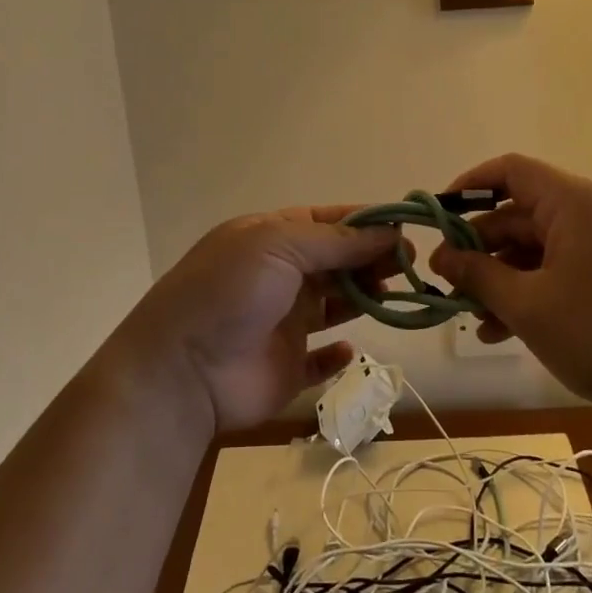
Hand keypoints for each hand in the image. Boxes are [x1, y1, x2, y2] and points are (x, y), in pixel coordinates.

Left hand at [117, 207, 399, 432]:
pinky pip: (319, 359)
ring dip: (364, 298)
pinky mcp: (286, 367)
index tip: (406, 229)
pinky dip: (337, 355)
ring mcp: (282, 322)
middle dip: (372, 259)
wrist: (183, 370)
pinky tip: (351, 349)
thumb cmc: (231, 292)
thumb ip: (337, 240)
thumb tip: (390, 231)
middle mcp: (279, 276)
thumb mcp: (279, 245)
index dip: (366, 223)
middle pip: (337, 261)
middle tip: (408, 266)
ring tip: (394, 296)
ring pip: (335, 305)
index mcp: (271, 238)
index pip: (328, 221)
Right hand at [430, 154, 591, 414]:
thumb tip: (442, 257)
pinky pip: (561, 271)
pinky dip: (531, 292)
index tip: (437, 218)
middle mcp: (591, 214)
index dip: (468, 187)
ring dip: (501, 278)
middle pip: (520, 215)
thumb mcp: (528, 306)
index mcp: (572, 203)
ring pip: (538, 249)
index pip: (509, 171)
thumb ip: (479, 275)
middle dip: (479, 248)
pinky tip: (504, 331)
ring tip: (471, 316)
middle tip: (445, 281)